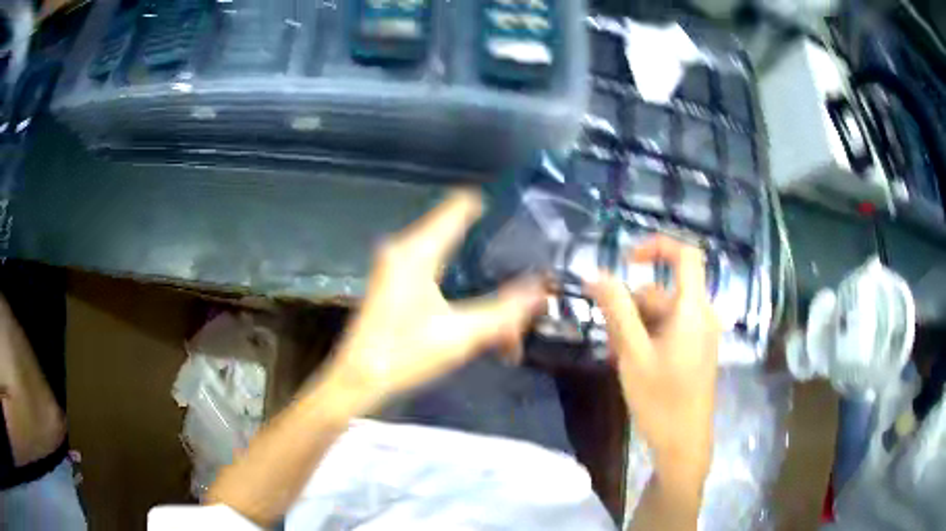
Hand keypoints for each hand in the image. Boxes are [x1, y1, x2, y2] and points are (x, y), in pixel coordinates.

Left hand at [327, 190, 545, 408]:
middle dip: (493, 258)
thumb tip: (541, 290)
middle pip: (460, 235)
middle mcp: (405, 248)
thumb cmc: (403, 355)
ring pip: (451, 258)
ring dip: (479, 281)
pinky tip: (481, 319)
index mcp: (417, 250)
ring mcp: (397, 265)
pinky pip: (438, 273)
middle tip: (525, 277)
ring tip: (508, 313)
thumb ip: (504, 310)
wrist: (357, 380)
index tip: (524, 218)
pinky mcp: (395, 283)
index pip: (460, 205)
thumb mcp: (460, 335)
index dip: (493, 206)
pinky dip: (462, 290)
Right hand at [587, 236, 719, 484]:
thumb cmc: (661, 399)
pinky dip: (648, 337)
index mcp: (693, 309)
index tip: (625, 260)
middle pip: (664, 290)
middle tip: (607, 332)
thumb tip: (596, 274)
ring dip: (636, 325)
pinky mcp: (696, 350)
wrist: (684, 443)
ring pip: (663, 313)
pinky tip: (630, 361)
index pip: (685, 254)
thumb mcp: (633, 354)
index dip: (656, 246)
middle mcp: (702, 315)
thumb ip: (617, 310)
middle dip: (632, 305)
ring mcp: (700, 334)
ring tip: (616, 355)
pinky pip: (670, 330)